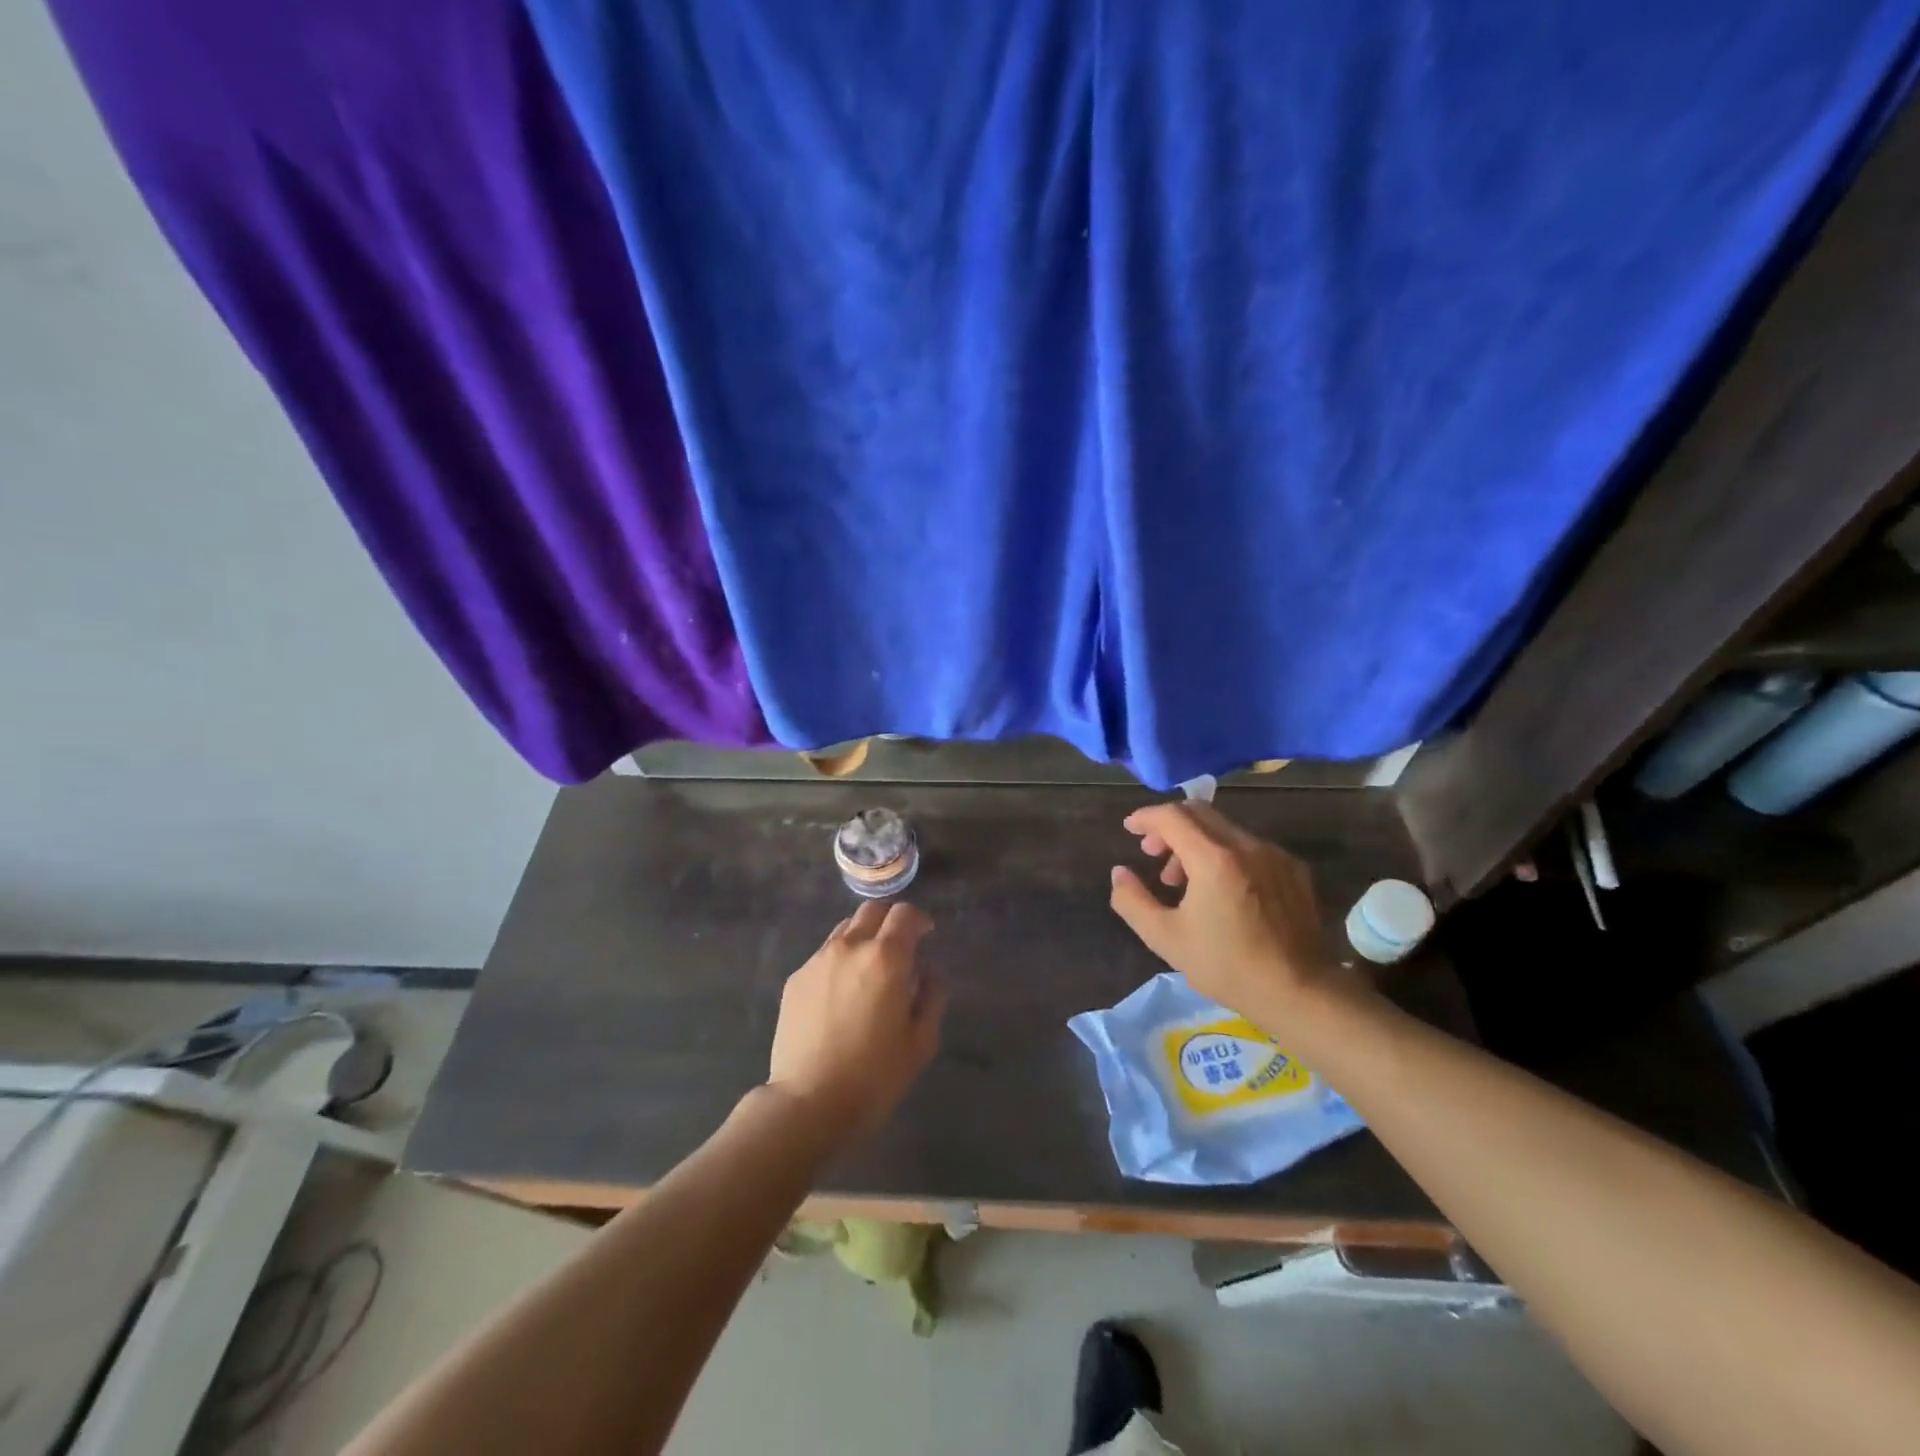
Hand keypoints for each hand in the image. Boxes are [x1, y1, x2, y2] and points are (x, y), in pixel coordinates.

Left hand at [766, 900, 944, 1141]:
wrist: (807, 1103)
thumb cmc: (874, 1077)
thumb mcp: (920, 1042)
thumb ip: (931, 997)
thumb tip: (929, 973)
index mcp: (886, 958)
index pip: (905, 914)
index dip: (919, 920)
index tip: (926, 935)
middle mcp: (849, 947)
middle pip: (872, 911)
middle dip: (890, 921)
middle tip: (900, 947)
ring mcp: (817, 961)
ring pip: (845, 930)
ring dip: (863, 938)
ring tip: (869, 970)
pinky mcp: (795, 979)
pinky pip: (824, 955)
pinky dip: (840, 961)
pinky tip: (841, 995)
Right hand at [1108, 802, 1339, 1024]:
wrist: (1301, 992)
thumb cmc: (1227, 966)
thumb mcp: (1166, 938)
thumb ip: (1133, 901)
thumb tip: (1119, 873)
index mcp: (1213, 858)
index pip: (1172, 816)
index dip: (1146, 817)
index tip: (1130, 828)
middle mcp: (1246, 845)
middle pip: (1200, 812)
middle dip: (1169, 825)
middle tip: (1153, 852)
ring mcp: (1275, 855)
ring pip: (1225, 829)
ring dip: (1196, 842)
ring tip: (1185, 879)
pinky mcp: (1295, 869)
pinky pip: (1251, 846)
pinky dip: (1226, 853)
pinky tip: (1223, 889)